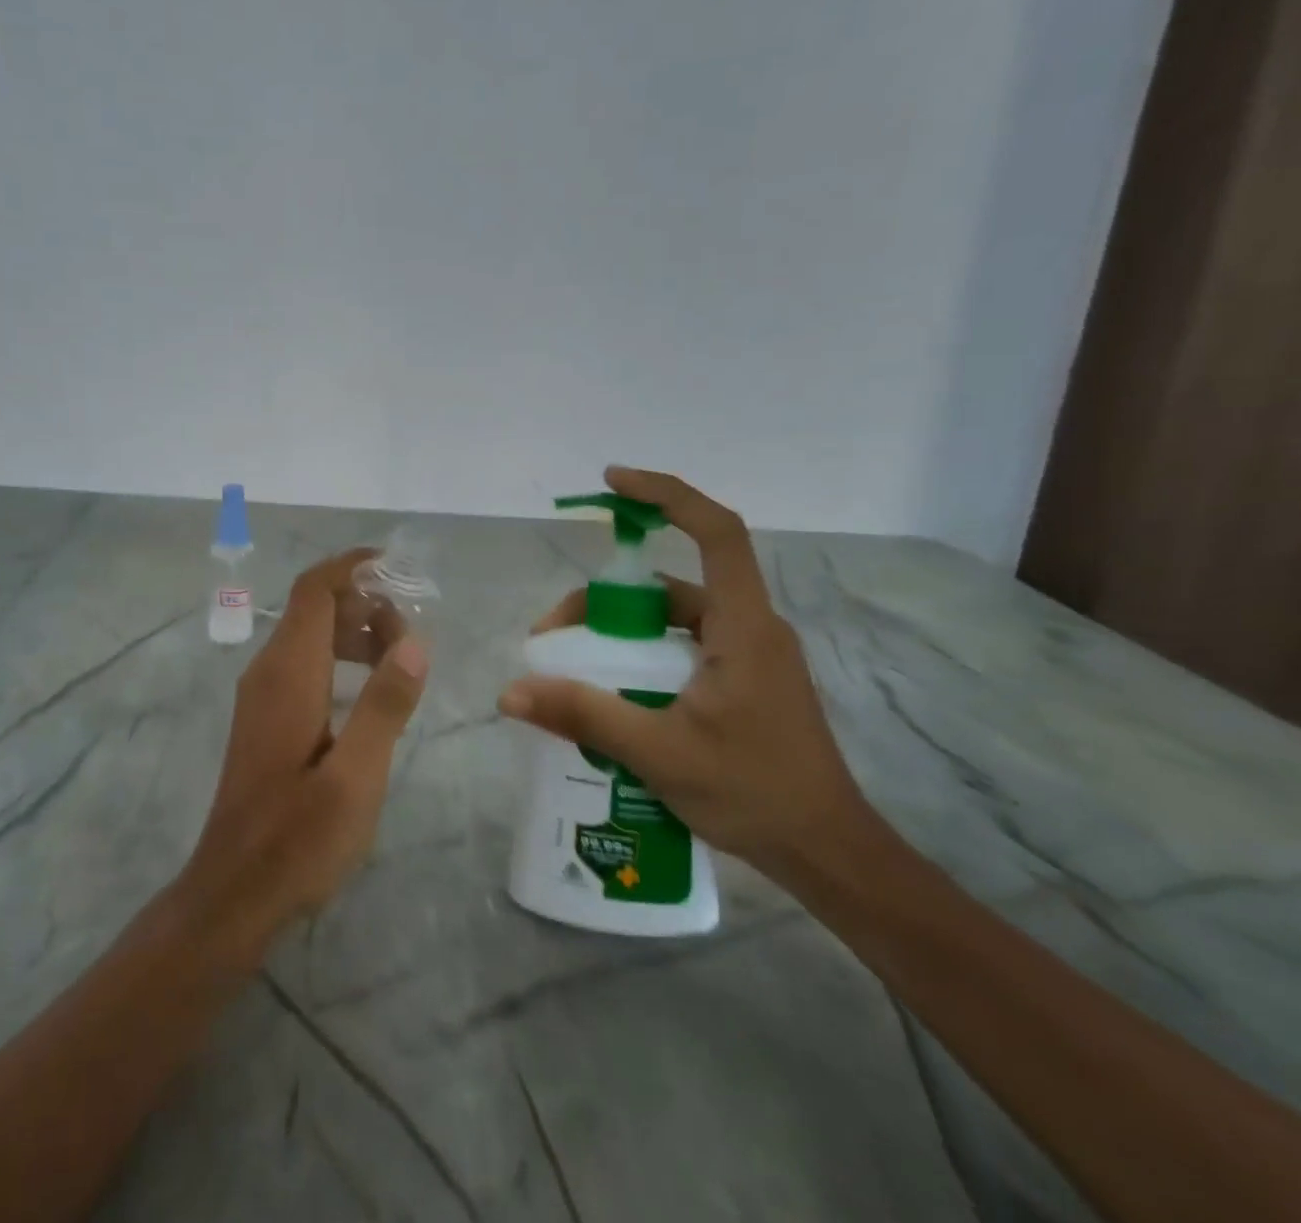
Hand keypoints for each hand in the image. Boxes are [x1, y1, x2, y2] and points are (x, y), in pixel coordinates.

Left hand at [174, 549, 429, 962]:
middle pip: (314, 607)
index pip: (315, 590)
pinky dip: (338, 658)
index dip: (353, 568)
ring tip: (399, 661)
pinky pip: (303, 664)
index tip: (399, 569)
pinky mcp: (264, 718)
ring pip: (309, 636)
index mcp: (288, 673)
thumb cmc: (298, 838)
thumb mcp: (356, 776)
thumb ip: (385, 705)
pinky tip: (369, 692)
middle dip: (364, 604)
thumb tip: (415, 641)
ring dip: (353, 632)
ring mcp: (261, 695)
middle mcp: (267, 671)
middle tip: (412, 636)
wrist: (233, 893)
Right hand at [500, 467, 868, 882]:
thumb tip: (510, 693)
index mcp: (744, 626)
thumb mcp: (658, 752)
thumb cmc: (754, 792)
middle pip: (671, 585)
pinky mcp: (744, 683)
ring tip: (572, 669)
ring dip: (620, 634)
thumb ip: (583, 716)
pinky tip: (611, 695)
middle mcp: (750, 628)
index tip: (613, 482)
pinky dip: (641, 658)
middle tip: (553, 634)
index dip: (667, 494)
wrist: (828, 855)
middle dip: (606, 599)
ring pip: (673, 621)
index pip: (717, 532)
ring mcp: (750, 657)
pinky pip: (682, 650)